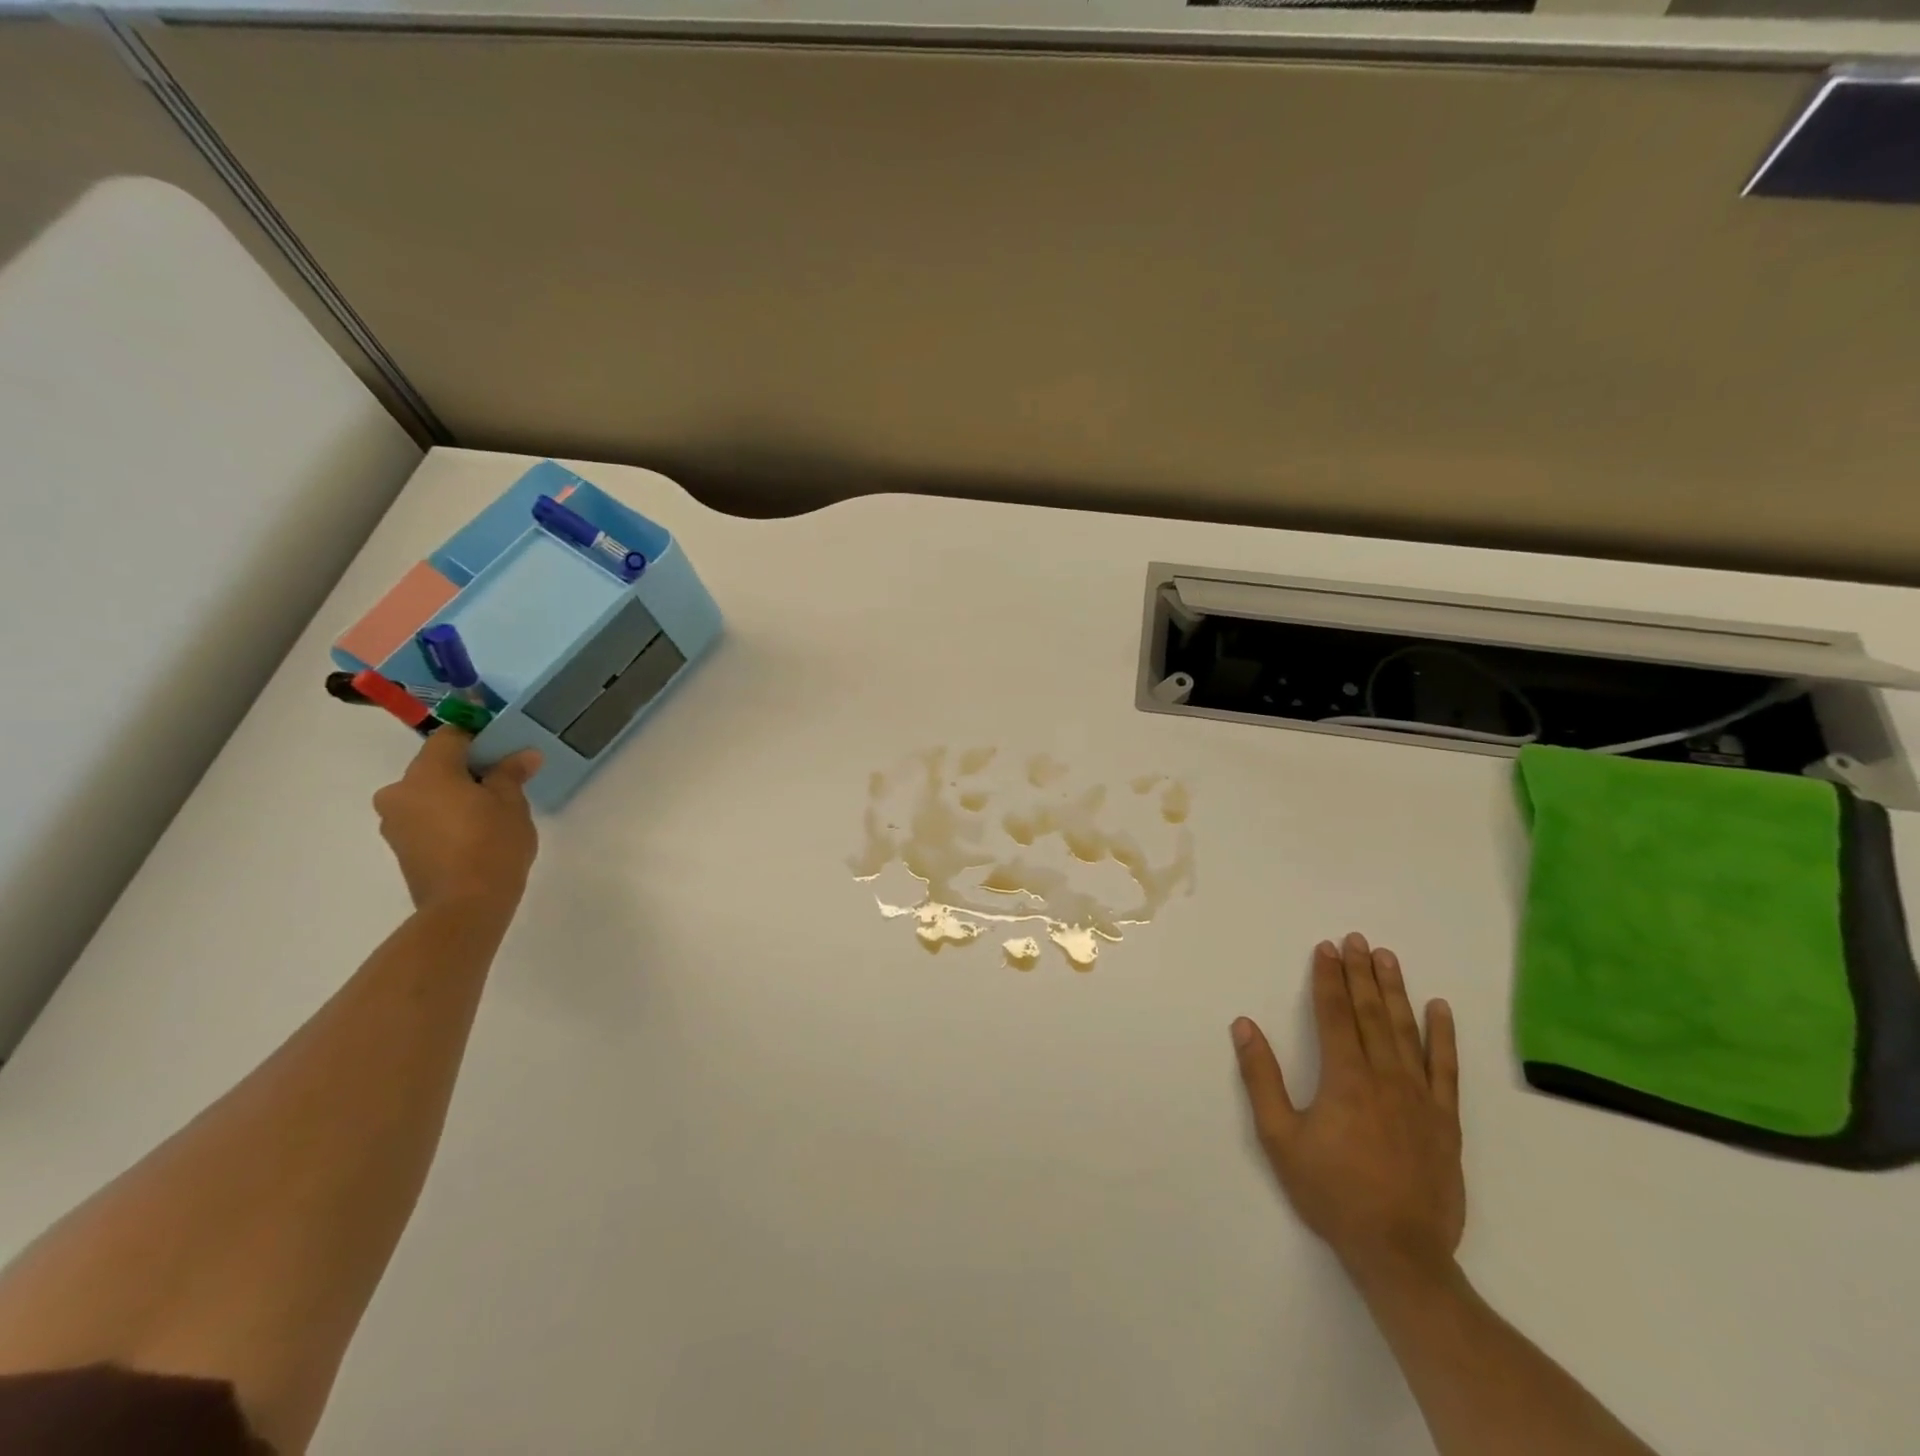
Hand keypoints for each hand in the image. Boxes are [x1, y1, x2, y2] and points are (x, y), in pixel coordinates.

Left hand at [372, 730, 542, 912]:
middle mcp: (399, 791)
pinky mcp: (400, 847)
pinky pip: (424, 817)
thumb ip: (511, 773)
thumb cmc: (492, 844)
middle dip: (467, 769)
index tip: (504, 745)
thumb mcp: (512, 803)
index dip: (479, 735)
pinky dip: (446, 816)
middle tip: (503, 781)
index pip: (451, 736)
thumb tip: (524, 754)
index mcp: (427, 772)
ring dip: (455, 794)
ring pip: (428, 793)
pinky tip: (474, 832)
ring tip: (491, 811)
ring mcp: (394, 821)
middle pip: (436, 765)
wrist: (465, 905)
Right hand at [1231, 933, 1463, 1289]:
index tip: (1326, 948)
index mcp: (1344, 1078)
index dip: (1328, 978)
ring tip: (1388, 958)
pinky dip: (1442, 1036)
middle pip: (1370, 1013)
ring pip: (1406, 1031)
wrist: (1400, 1253)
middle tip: (1356, 939)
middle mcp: (1384, 1076)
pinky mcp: (1445, 1120)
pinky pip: (1446, 1068)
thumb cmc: (1331, 1192)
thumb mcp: (1279, 1138)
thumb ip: (1261, 1078)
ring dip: (1395, 991)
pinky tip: (1439, 1009)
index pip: (1334, 1014)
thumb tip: (1244, 1026)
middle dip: (1361, 973)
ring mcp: (1420, 1097)